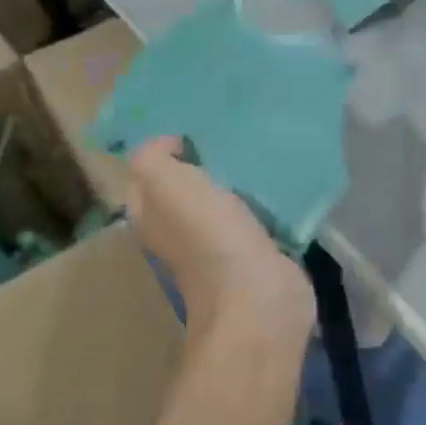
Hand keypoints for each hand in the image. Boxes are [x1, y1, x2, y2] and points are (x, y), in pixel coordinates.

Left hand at [126, 137, 314, 339]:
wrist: (257, 295)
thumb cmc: (207, 236)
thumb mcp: (165, 184)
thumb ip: (153, 157)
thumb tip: (170, 146)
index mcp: (152, 217)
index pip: (146, 178)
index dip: (163, 152)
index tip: (193, 129)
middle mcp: (180, 233)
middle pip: (187, 189)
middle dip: (204, 163)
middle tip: (229, 133)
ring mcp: (221, 246)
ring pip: (224, 202)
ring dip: (237, 180)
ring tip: (257, 148)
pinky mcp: (258, 253)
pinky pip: (258, 216)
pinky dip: (266, 199)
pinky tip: (280, 179)